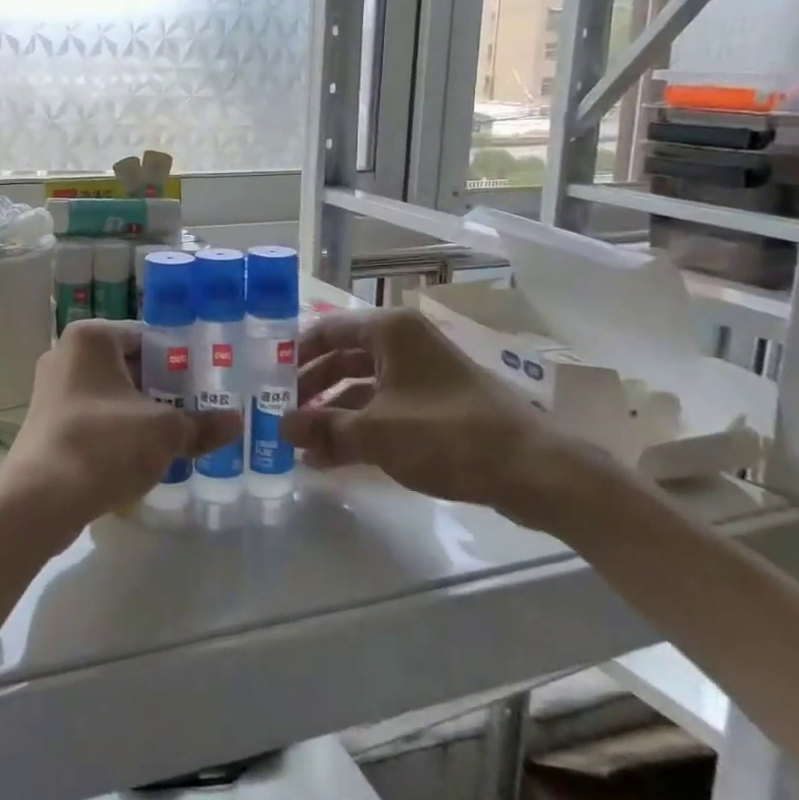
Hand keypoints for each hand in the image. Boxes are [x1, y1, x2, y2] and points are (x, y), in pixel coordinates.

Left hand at [0, 320, 240, 545]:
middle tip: (202, 409)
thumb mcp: (164, 432)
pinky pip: (96, 418)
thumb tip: (236, 422)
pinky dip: (120, 430)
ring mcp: (53, 390)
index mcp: (91, 338)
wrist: (39, 500)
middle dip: (164, 389)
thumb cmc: (104, 445)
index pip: (149, 337)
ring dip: (143, 413)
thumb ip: (202, 424)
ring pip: (113, 395)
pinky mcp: (48, 423)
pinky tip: (145, 455)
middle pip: (130, 365)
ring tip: (181, 435)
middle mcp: (67, 355)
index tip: (210, 382)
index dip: (182, 360)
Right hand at [281, 308, 593, 530]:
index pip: (325, 330)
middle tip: (278, 414)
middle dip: (309, 388)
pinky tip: (330, 457)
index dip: (293, 353)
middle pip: (341, 358)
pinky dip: (357, 427)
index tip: (265, 378)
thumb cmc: (447, 434)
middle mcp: (403, 343)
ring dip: (330, 413)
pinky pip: (383, 408)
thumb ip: (324, 427)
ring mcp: (420, 374)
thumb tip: (281, 427)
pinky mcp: (434, 405)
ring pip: (360, 386)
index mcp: (389, 331)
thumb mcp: (376, 432)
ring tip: (299, 442)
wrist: (533, 469)